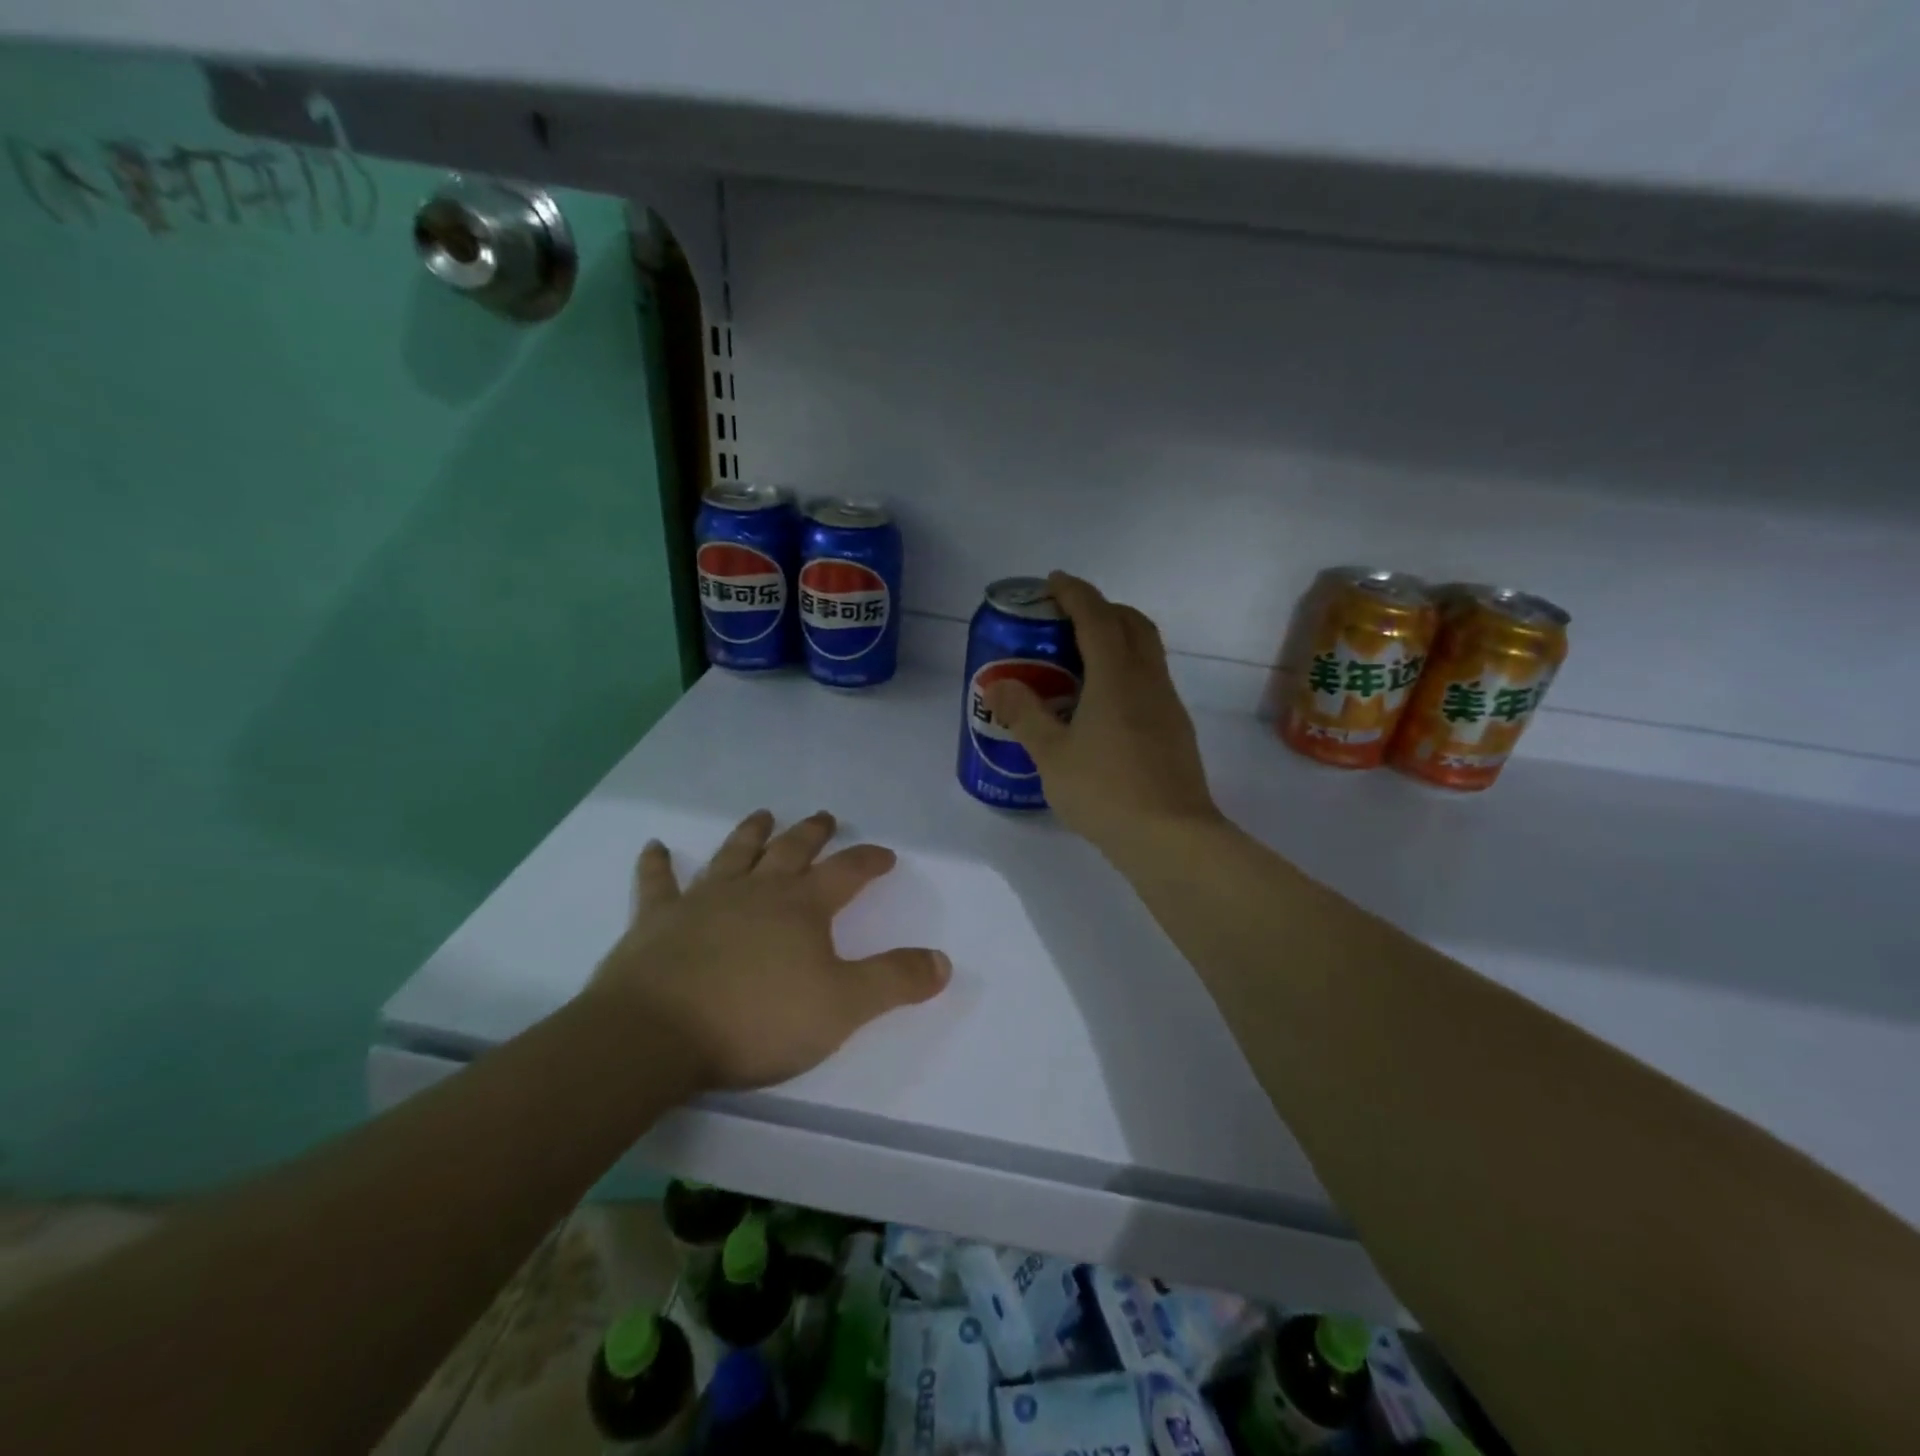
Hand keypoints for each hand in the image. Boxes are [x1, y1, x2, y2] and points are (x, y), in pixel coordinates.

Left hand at [591, 810, 950, 1091]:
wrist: (657, 1034)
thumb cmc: (757, 1019)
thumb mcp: (843, 1007)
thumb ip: (894, 981)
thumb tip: (943, 960)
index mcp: (802, 907)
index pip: (846, 872)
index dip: (869, 861)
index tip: (885, 854)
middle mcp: (756, 891)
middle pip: (790, 851)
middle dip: (812, 833)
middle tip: (824, 816)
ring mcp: (703, 900)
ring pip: (733, 855)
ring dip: (750, 833)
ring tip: (762, 814)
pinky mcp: (657, 921)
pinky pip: (658, 884)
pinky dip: (657, 864)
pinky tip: (654, 847)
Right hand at [983, 572, 1222, 854]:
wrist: (1171, 838)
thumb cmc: (1105, 792)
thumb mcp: (1051, 755)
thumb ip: (1024, 715)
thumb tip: (998, 685)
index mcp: (1116, 677)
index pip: (1097, 616)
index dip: (1074, 592)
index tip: (1053, 582)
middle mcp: (1148, 680)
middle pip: (1132, 624)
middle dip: (1101, 609)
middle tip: (1067, 620)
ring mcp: (1168, 705)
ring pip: (1146, 652)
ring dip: (1117, 640)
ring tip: (1080, 662)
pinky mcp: (1176, 730)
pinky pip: (1150, 682)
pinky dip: (1126, 672)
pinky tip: (1102, 706)